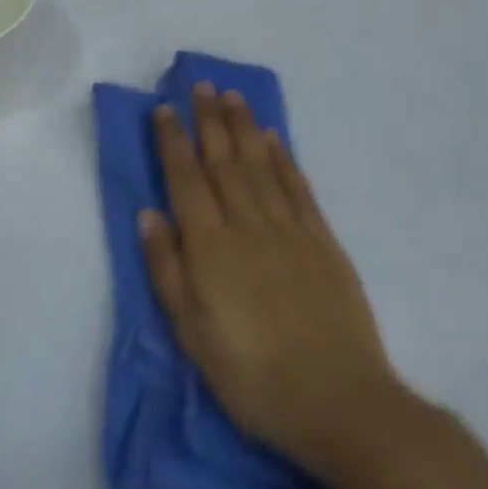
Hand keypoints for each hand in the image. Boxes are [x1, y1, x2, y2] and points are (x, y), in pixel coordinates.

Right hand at [140, 83, 411, 484]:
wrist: (340, 404)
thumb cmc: (252, 375)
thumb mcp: (191, 333)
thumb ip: (166, 269)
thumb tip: (147, 214)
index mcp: (210, 246)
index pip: (185, 179)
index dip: (172, 141)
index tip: (164, 109)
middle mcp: (247, 225)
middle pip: (223, 161)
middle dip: (209, 120)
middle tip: (201, 85)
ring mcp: (289, 230)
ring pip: (260, 165)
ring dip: (244, 127)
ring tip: (232, 96)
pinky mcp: (323, 243)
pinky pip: (298, 189)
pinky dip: (284, 159)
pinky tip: (274, 140)